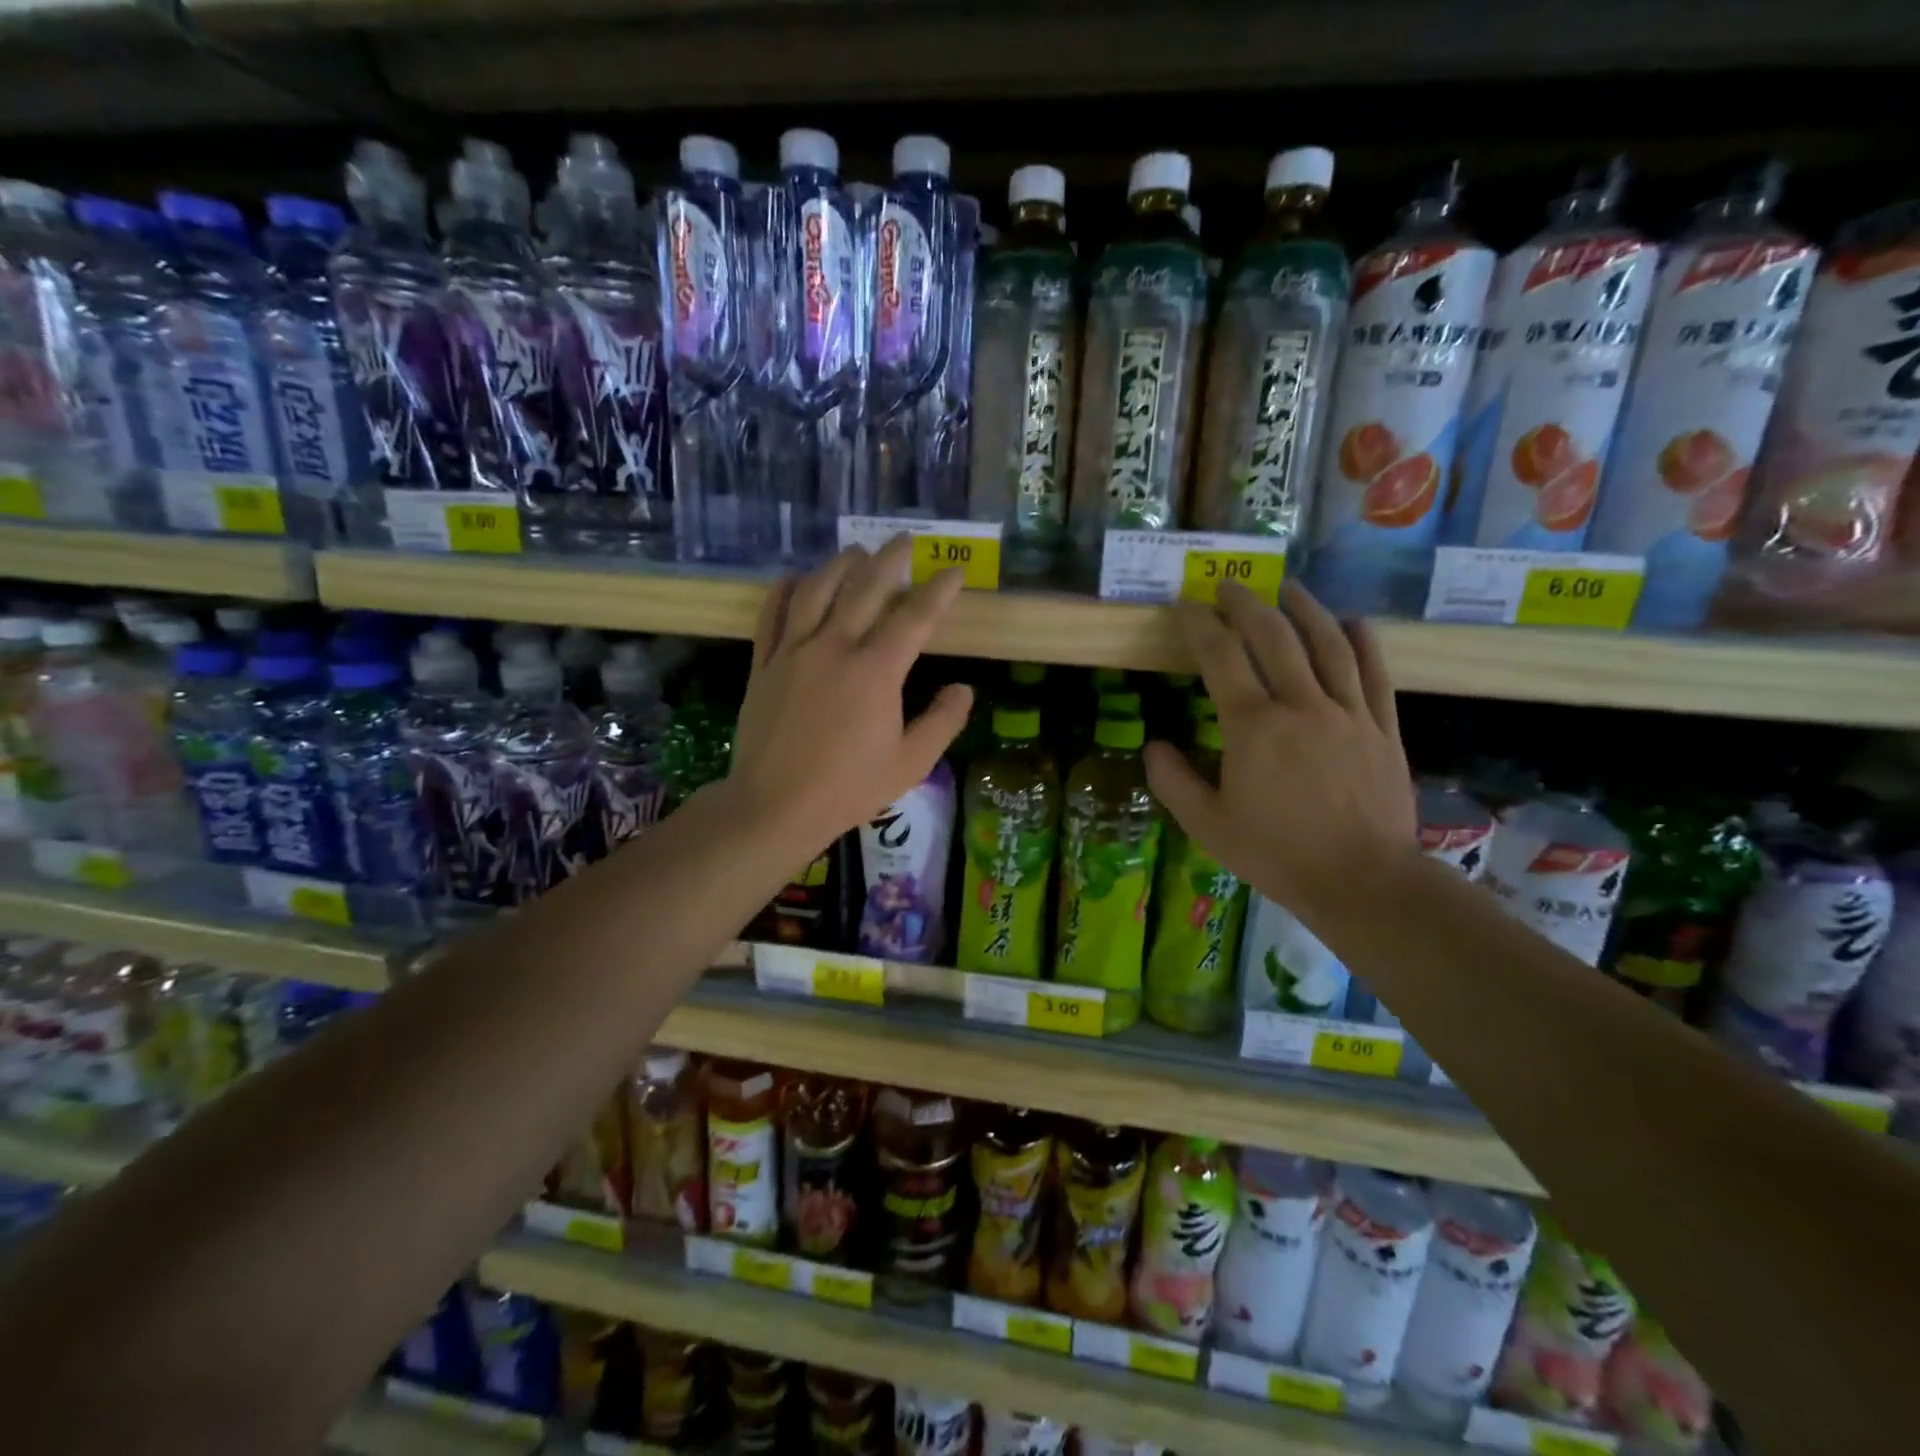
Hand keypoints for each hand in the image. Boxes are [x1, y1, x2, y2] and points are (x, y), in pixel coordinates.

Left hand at [729, 536, 973, 856]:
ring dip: (839, 565)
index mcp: (876, 672)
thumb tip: (964, 689)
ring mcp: (793, 653)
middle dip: (890, 560)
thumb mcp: (910, 764)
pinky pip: (771, 616)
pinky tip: (794, 579)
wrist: (774, 806)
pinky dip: (784, 591)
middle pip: (864, 589)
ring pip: (816, 592)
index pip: (914, 618)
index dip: (938, 591)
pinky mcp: (764, 665)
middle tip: (905, 541)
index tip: (953, 571)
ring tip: (856, 551)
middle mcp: (834, 648)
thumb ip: (942, 722)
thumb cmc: (848, 788)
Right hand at [1143, 580, 1416, 930]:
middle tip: (1230, 586)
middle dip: (1247, 604)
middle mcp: (1301, 705)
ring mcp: (1348, 712)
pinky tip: (1354, 622)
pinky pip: (1374, 673)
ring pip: (1328, 644)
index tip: (1186, 606)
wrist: (1363, 880)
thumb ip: (1173, 780)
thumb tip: (1154, 744)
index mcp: (1253, 726)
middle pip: (1274, 637)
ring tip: (1288, 588)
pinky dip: (1363, 642)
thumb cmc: (1276, 854)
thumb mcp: (1207, 825)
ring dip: (1305, 609)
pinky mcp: (1383, 727)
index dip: (1199, 625)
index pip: (1220, 658)